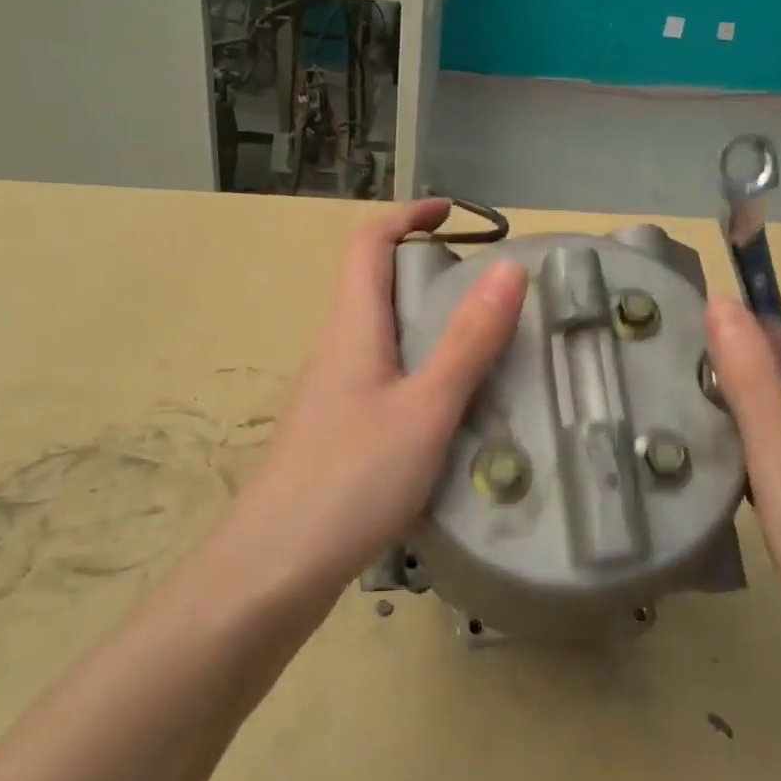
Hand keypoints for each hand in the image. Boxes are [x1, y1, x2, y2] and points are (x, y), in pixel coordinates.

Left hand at [225, 199, 527, 598]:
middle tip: (487, 288)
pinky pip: (382, 374)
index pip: (368, 243)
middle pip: (374, 284)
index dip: (407, 215)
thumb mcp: (426, 408)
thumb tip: (507, 268)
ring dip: (425, 320)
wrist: (273, 569)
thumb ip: (469, 341)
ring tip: (482, 342)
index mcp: (352, 327)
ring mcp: (331, 391)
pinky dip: (418, 365)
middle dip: (426, 268)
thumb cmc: (351, 478)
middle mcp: (336, 347)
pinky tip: (449, 405)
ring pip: (380, 333)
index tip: (453, 211)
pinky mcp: (336, 429)